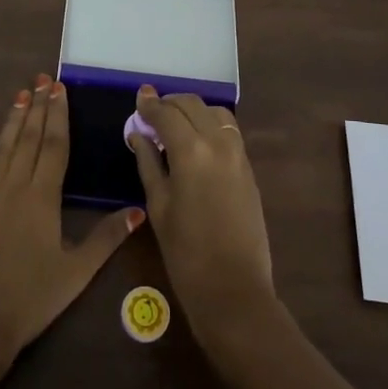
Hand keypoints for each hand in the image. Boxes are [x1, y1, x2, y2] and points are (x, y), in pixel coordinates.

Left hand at [0, 74, 142, 361]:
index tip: (60, 90)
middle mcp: (15, 185)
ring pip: (4, 145)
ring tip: (22, 92)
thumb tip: (138, 209)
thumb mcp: (77, 272)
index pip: (55, 145)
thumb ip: (107, 238)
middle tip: (43, 80)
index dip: (59, 115)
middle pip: (30, 138)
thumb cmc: (32, 299)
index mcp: (43, 197)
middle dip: (39, 107)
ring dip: (15, 117)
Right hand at [127, 87, 276, 343]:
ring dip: (193, 110)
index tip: (138, 99)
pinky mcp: (249, 168)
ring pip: (215, 112)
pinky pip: (229, 131)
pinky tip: (195, 141)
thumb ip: (148, 162)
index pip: (167, 113)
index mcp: (192, 151)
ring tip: (174, 125)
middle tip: (151, 113)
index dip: (149, 104)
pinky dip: (210, 124)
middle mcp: (218, 143)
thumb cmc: (185, 252)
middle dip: (170, 103)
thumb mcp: (158, 205)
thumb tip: (138, 133)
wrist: (234, 289)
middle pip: (193, 104)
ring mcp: (238, 154)